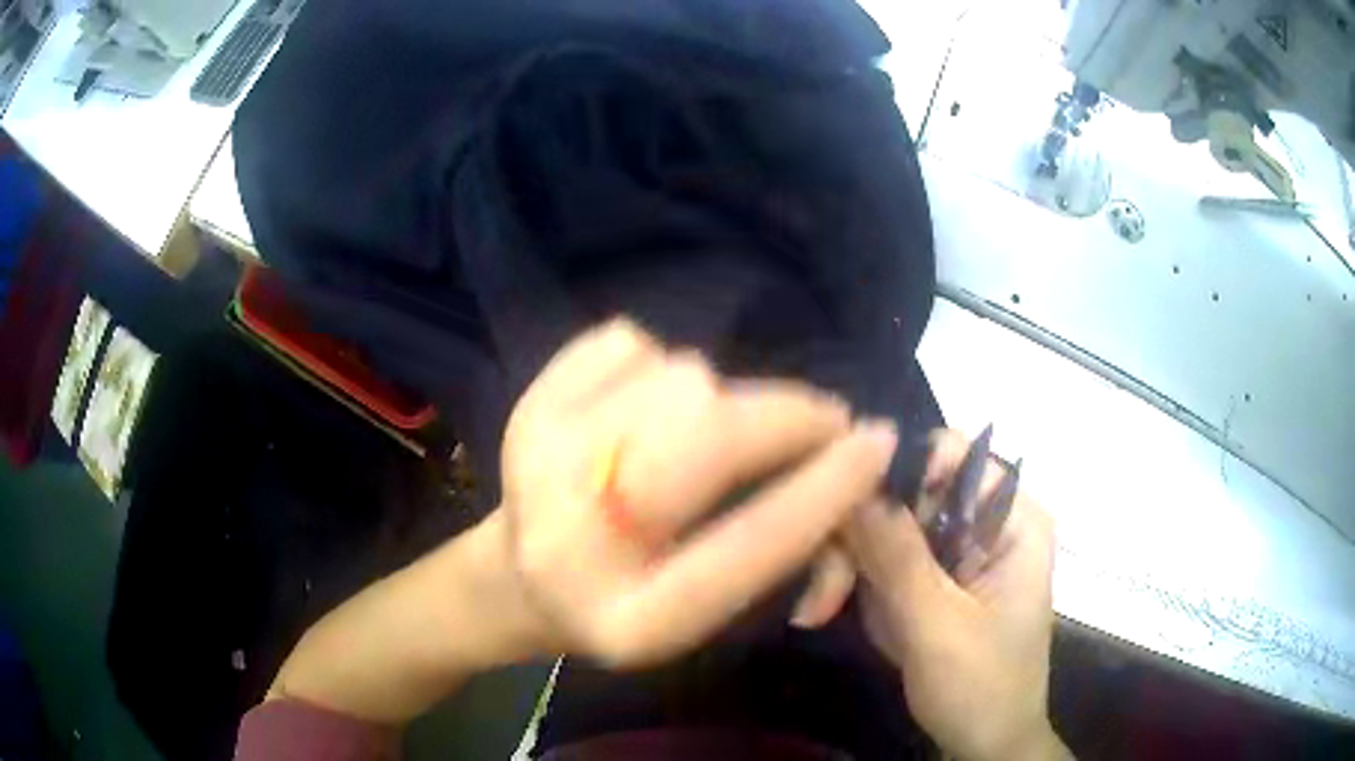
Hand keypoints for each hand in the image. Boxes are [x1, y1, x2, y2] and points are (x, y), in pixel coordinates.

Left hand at [499, 318, 899, 666]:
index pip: (748, 546)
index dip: (825, 489)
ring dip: (719, 398)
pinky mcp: (526, 405)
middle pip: (708, 436)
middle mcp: (575, 539)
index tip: (877, 442)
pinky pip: (630, 342)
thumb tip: (854, 457)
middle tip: (821, 422)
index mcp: (633, 619)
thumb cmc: (629, 602)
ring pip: (680, 375)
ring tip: (702, 436)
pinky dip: (656, 365)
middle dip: (788, 417)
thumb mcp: (706, 611)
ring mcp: (540, 459)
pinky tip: (637, 413)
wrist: (520, 579)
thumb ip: (779, 547)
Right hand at [845, 431, 1066, 760]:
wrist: (983, 745)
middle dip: (858, 538)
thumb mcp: (939, 627)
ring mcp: (952, 549)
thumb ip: (898, 557)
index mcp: (1012, 519)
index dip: (897, 470)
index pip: (954, 456)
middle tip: (820, 591)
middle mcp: (983, 522)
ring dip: (847, 566)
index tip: (841, 507)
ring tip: (820, 610)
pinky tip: (832, 612)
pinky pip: (879, 557)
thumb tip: (856, 480)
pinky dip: (852, 584)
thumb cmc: (981, 689)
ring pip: (883, 524)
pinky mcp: (927, 576)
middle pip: (907, 491)